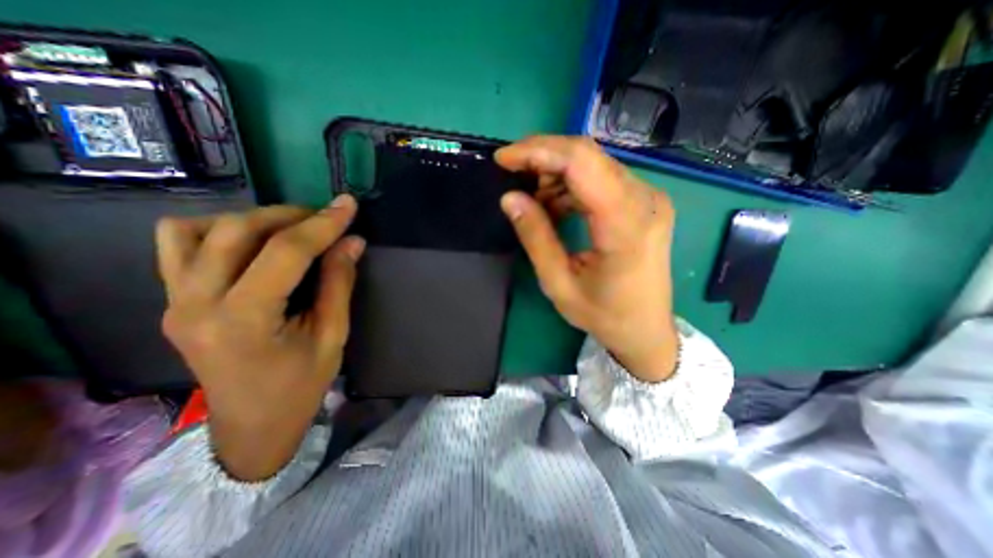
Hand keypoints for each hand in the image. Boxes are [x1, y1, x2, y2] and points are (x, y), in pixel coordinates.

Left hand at [156, 196, 366, 478]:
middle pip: (238, 230)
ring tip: (290, 229)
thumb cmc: (300, 386)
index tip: (348, 205)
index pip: (286, 252)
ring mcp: (175, 300)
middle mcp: (196, 303)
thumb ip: (340, 283)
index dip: (322, 224)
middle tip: (326, 219)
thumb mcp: (333, 336)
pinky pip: (179, 244)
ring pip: (200, 229)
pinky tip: (251, 243)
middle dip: (291, 215)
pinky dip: (217, 230)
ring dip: (253, 219)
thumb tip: (352, 242)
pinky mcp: (173, 300)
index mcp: (244, 320)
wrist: (251, 425)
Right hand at [495, 138, 674, 381]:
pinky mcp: (645, 202)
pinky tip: (557, 207)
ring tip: (535, 202)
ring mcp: (650, 198)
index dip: (537, 152)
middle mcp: (645, 200)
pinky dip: (573, 185)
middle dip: (543, 158)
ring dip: (557, 174)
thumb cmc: (604, 315)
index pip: (580, 162)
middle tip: (514, 177)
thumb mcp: (559, 284)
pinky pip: (603, 178)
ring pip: (594, 164)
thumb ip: (535, 237)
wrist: (647, 330)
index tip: (503, 160)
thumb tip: (510, 198)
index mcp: (625, 225)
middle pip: (588, 155)